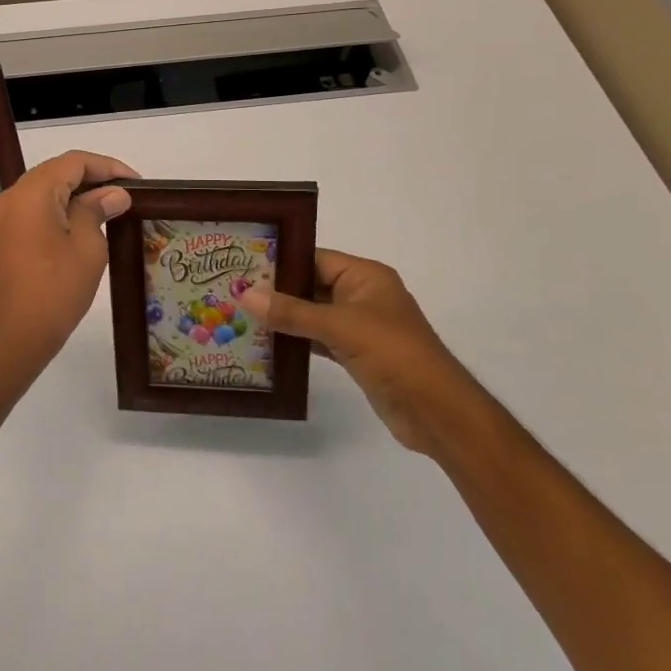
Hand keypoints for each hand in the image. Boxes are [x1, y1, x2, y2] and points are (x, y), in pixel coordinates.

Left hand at [0, 150, 136, 371]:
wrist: (13, 338)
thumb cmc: (56, 290)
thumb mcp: (88, 247)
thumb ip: (97, 210)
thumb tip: (113, 194)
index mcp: (32, 193)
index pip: (73, 162)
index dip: (107, 167)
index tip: (136, 183)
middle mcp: (11, 197)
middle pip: (55, 172)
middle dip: (91, 178)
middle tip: (124, 194)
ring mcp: (1, 217)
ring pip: (42, 190)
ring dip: (74, 193)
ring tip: (107, 207)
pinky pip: (31, 210)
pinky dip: (56, 209)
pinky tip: (80, 224)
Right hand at [242, 248, 474, 455]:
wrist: (437, 412)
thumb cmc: (394, 354)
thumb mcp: (340, 327)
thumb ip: (292, 311)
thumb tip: (245, 295)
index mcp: (365, 276)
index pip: (315, 258)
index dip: (281, 261)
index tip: (242, 265)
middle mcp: (362, 296)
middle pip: (311, 285)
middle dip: (276, 290)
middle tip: (232, 291)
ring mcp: (359, 327)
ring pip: (313, 314)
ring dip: (283, 318)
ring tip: (241, 316)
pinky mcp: (356, 355)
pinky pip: (318, 339)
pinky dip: (296, 341)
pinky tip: (266, 344)